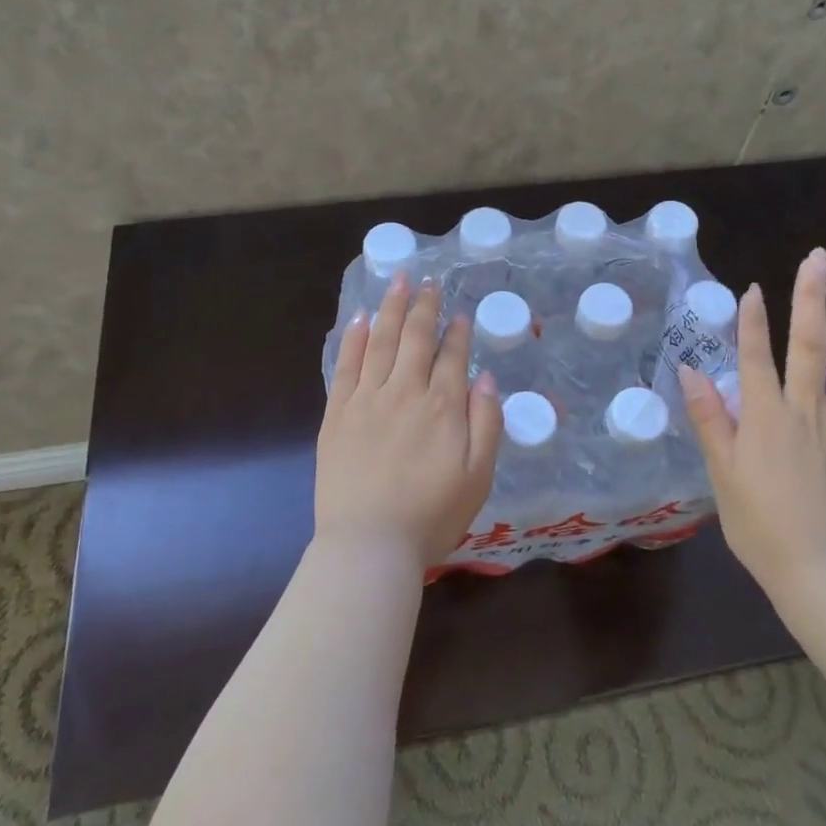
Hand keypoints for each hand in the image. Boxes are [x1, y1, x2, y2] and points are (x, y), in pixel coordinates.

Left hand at [316, 273, 503, 573]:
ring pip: (380, 341)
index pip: (452, 357)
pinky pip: (346, 366)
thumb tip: (486, 379)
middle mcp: (405, 392)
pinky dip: (353, 339)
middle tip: (426, 280)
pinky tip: (358, 319)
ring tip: (396, 281)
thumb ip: (486, 424)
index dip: (457, 332)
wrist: (369, 545)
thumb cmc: (431, 517)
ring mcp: (367, 400)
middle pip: (415, 338)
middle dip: (423, 306)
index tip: (459, 314)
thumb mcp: (479, 477)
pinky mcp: (338, 414)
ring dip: (390, 308)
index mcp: (442, 407)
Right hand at [679, 248, 825, 601]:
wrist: (819, 572)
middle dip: (812, 298)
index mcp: (765, 417)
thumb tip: (691, 370)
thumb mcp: (721, 474)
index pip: (755, 357)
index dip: (752, 320)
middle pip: (810, 345)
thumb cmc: (760, 525)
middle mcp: (807, 411)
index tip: (753, 287)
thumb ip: (709, 419)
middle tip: (818, 258)